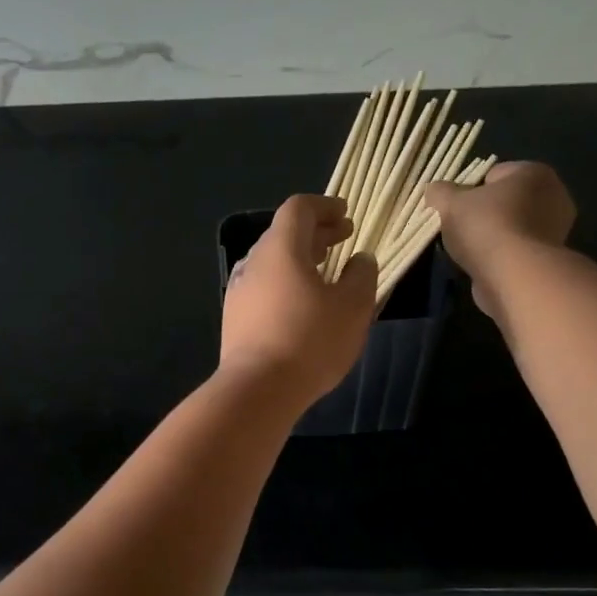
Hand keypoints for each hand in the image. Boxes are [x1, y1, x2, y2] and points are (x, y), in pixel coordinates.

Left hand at [220, 194, 375, 411]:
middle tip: (343, 240)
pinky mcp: (235, 319)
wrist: (257, 389)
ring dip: (300, 260)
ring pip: (272, 263)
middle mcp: (253, 262)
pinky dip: (286, 284)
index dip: (325, 206)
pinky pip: (264, 288)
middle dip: (316, 233)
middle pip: (283, 234)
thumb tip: (360, 259)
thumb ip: (361, 275)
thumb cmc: (310, 340)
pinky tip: (303, 306)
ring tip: (326, 273)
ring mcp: (239, 291)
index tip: (347, 216)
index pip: (298, 208)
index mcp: (280, 249)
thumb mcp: (353, 306)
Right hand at [423, 162, 576, 319]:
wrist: (514, 275)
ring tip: (470, 251)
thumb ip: (439, 192)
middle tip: (459, 229)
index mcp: (534, 173)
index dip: (469, 191)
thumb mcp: (449, 203)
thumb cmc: (486, 227)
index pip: (493, 174)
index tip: (454, 209)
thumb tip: (435, 191)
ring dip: (492, 237)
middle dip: (483, 213)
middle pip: (505, 201)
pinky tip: (486, 265)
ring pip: (512, 226)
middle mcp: (555, 195)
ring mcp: (557, 229)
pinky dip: (502, 256)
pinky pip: (518, 249)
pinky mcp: (550, 258)